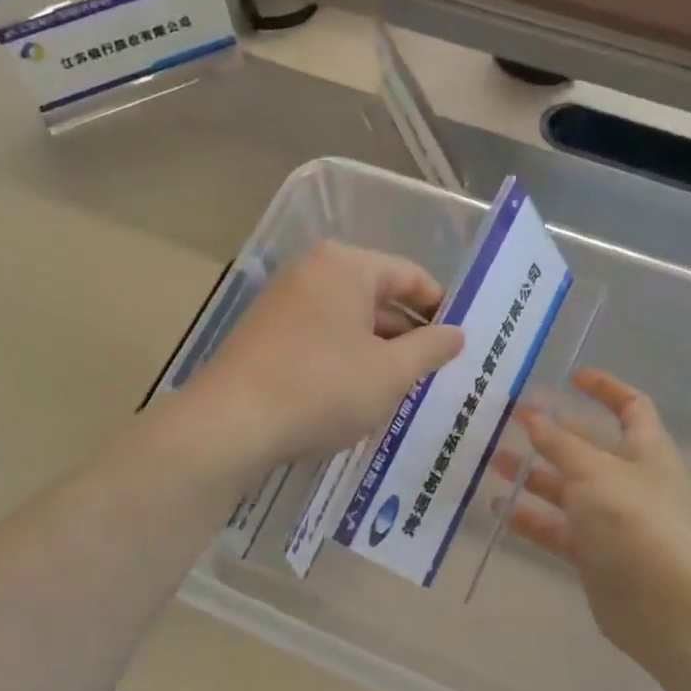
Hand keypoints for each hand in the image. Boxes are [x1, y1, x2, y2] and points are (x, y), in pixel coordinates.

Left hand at [187, 242, 465, 470]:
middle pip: (377, 295)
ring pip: (348, 320)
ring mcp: (283, 302)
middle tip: (436, 370)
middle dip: (409, 333)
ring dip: (379, 350)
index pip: (410, 275)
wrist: (231, 424)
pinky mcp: (265, 334)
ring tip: (403, 387)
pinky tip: (358, 394)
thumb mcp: (391, 372)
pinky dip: (346, 358)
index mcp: (346, 266)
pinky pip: (321, 336)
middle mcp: (312, 272)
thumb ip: (430, 348)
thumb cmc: (323, 388)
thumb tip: (457, 333)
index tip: (459, 340)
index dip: (440, 307)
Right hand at [500, 369, 690, 673]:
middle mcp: (631, 482)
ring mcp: (613, 520)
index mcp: (646, 451)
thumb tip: (532, 415)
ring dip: (534, 475)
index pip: (631, 407)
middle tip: (511, 421)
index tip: (571, 378)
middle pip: (590, 448)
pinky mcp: (595, 555)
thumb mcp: (592, 471)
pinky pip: (559, 528)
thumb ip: (559, 443)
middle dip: (553, 434)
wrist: (665, 606)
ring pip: (568, 489)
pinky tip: (499, 508)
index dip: (605, 389)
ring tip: (492, 461)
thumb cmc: (634, 521)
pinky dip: (532, 517)